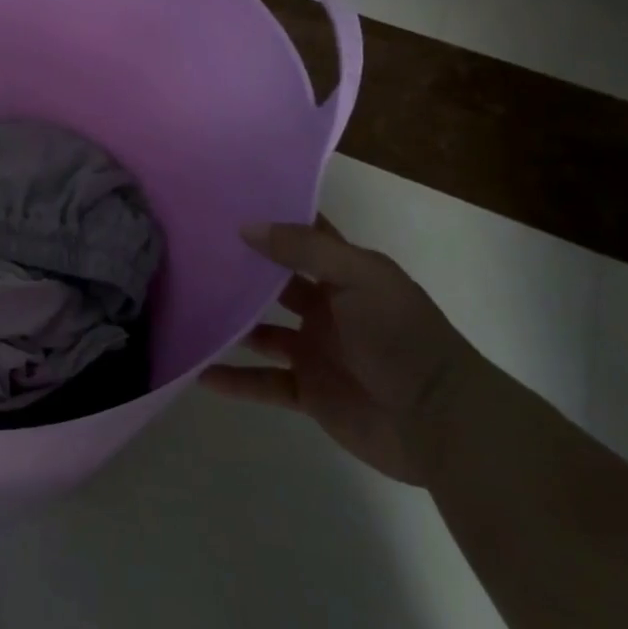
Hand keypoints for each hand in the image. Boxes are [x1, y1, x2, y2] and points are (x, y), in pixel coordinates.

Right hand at [200, 220, 484, 486]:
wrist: (442, 423)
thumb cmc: (402, 339)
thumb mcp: (361, 279)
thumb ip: (306, 250)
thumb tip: (245, 227)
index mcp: (346, 276)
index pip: (303, 238)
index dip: (269, 221)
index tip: (221, 204)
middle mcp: (328, 309)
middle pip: (274, 284)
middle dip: (239, 271)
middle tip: (188, 254)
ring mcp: (316, 351)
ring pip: (260, 332)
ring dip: (229, 324)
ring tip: (185, 311)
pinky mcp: (309, 391)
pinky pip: (262, 382)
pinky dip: (233, 379)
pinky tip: (199, 372)